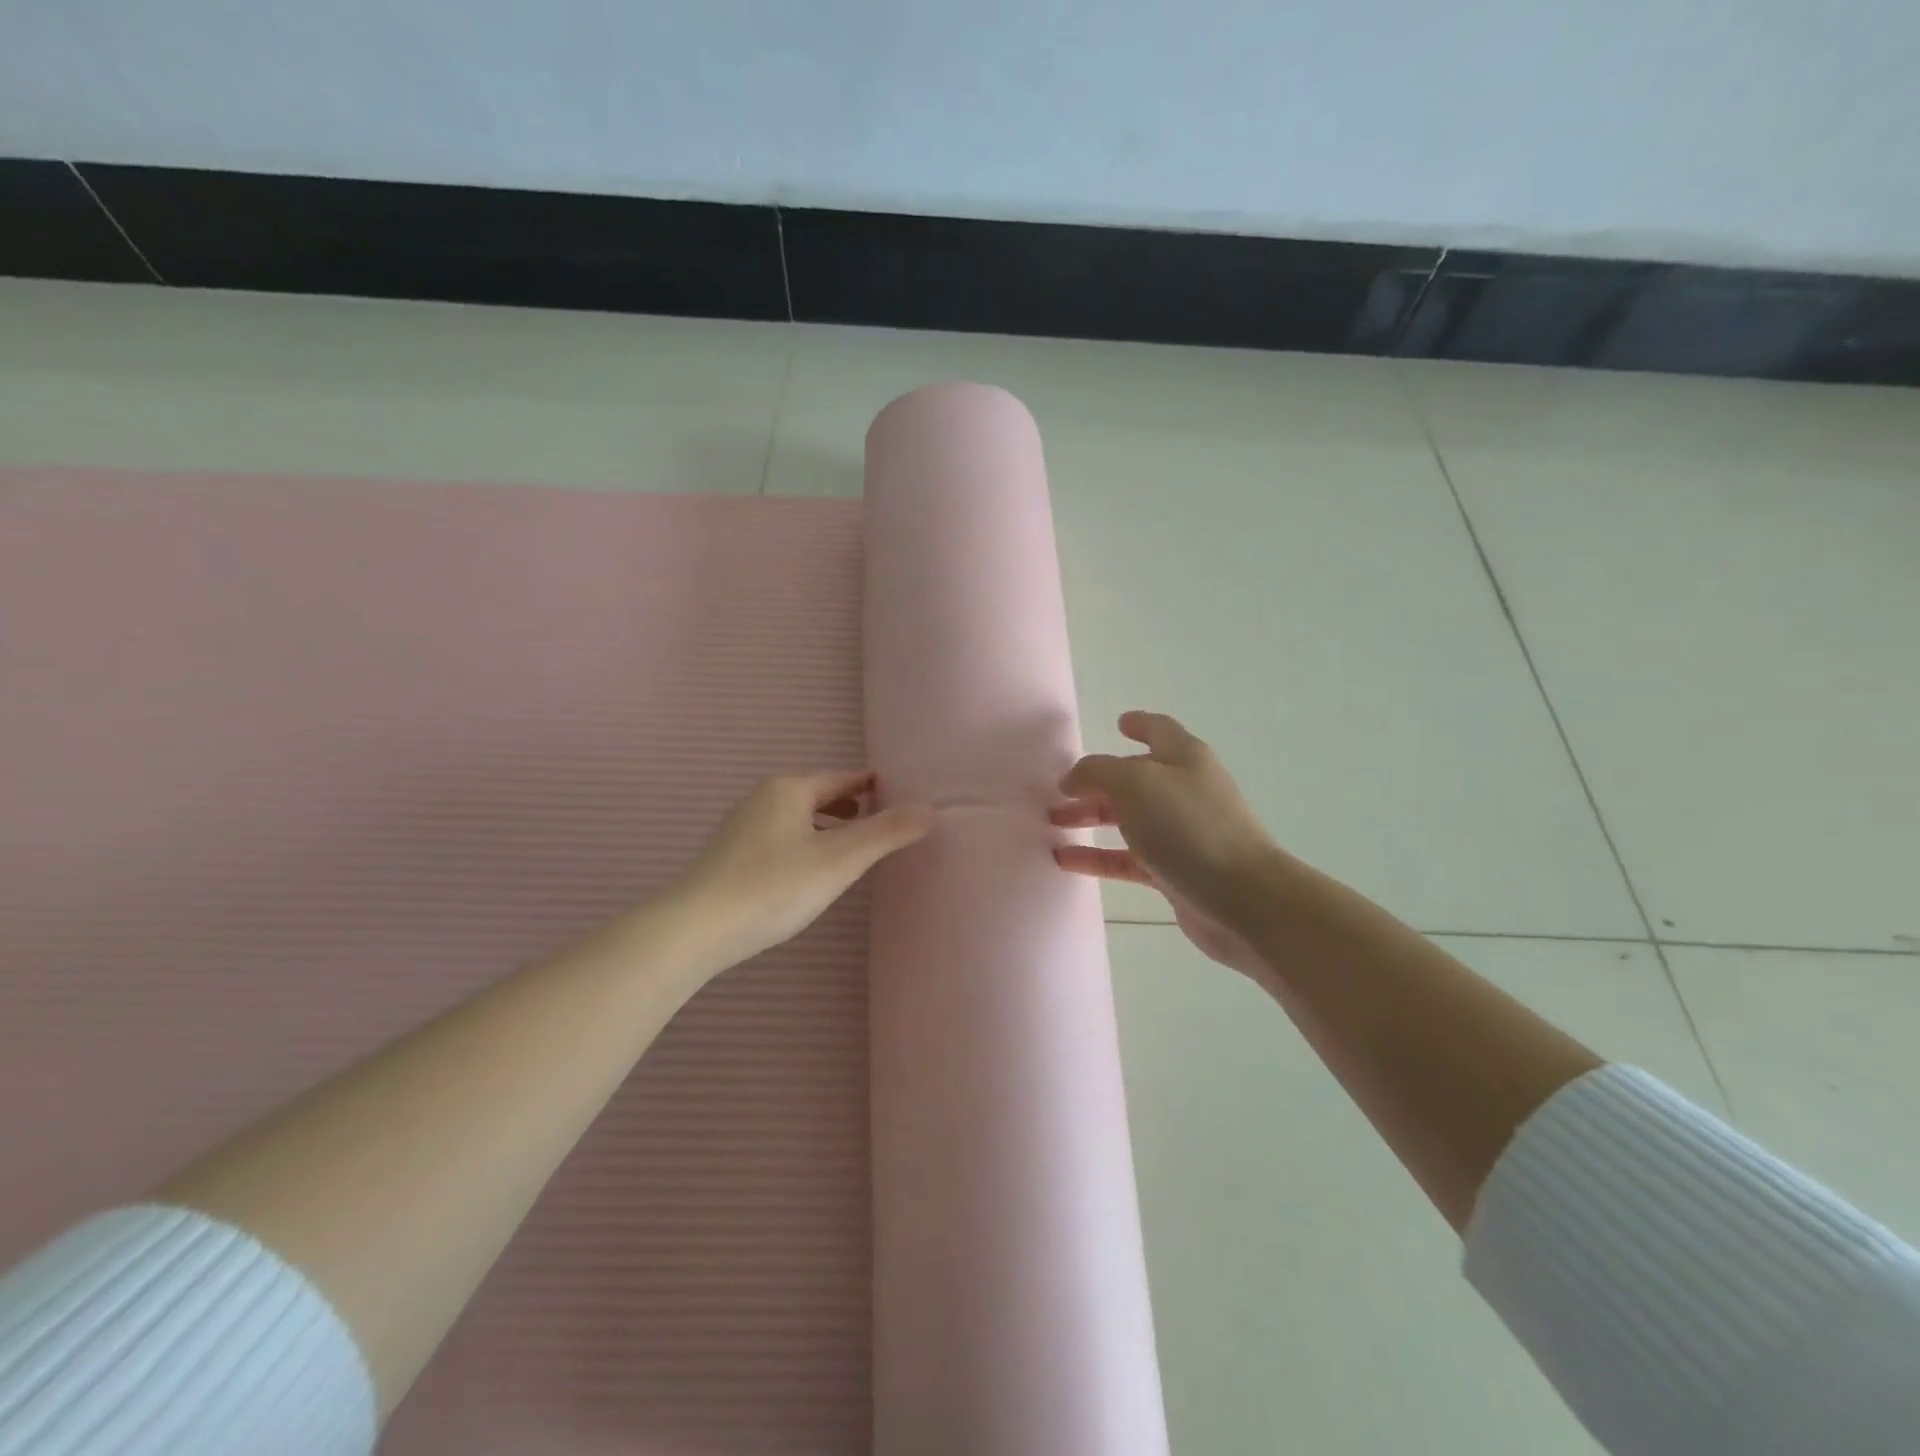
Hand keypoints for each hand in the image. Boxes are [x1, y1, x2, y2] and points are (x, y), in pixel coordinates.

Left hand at [675, 771, 934, 972]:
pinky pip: (779, 838)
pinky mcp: (728, 855)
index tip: (897, 795)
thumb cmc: (773, 887)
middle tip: (880, 822)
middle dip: (849, 806)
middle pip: (817, 795)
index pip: (843, 779)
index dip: (872, 786)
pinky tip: (807, 871)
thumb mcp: (839, 860)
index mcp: (789, 789)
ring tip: (849, 847)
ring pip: (796, 818)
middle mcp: (762, 798)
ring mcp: (741, 827)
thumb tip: (929, 809)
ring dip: (825, 827)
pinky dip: (803, 843)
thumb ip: (886, 833)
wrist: (694, 929)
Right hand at [1050, 711, 1281, 978]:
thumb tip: (1074, 778)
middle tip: (1058, 791)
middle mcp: (1184, 791)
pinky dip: (1097, 857)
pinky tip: (1065, 860)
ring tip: (1053, 823)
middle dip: (1096, 782)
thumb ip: (1097, 772)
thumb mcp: (1136, 783)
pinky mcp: (1174, 871)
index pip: (1159, 730)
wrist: (1242, 898)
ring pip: (1128, 819)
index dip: (1139, 724)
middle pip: (1134, 779)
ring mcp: (1181, 833)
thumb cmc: (1189, 827)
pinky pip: (1127, 859)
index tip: (1118, 723)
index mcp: (1184, 758)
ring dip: (1091, 818)